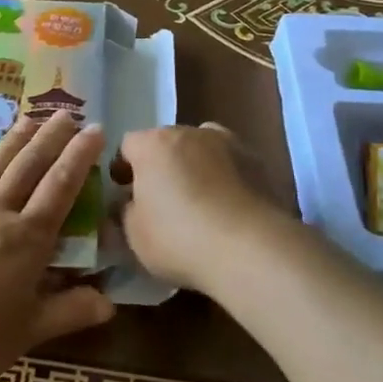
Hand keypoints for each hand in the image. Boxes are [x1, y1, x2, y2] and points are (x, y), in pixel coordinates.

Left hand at [0, 113, 116, 381]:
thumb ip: (69, 312)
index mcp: (26, 240)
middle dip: (49, 139)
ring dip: (9, 144)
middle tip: (65, 112)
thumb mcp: (28, 333)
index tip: (94, 129)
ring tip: (26, 120)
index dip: (79, 157)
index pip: (60, 188)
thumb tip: (110, 303)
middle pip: (27, 169)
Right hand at [116, 124, 294, 293]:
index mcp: (153, 144)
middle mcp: (190, 132)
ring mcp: (229, 143)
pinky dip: (227, 179)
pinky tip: (229, 209)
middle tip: (163, 200)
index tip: (126, 193)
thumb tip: (130, 204)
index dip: (124, 168)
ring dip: (197, 166)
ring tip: (202, 202)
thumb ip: (126, 211)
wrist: (249, 248)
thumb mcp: (134, 234)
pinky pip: (232, 165)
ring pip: (203, 148)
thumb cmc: (179, 238)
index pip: (128, 145)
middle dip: (162, 166)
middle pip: (167, 143)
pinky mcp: (258, 162)